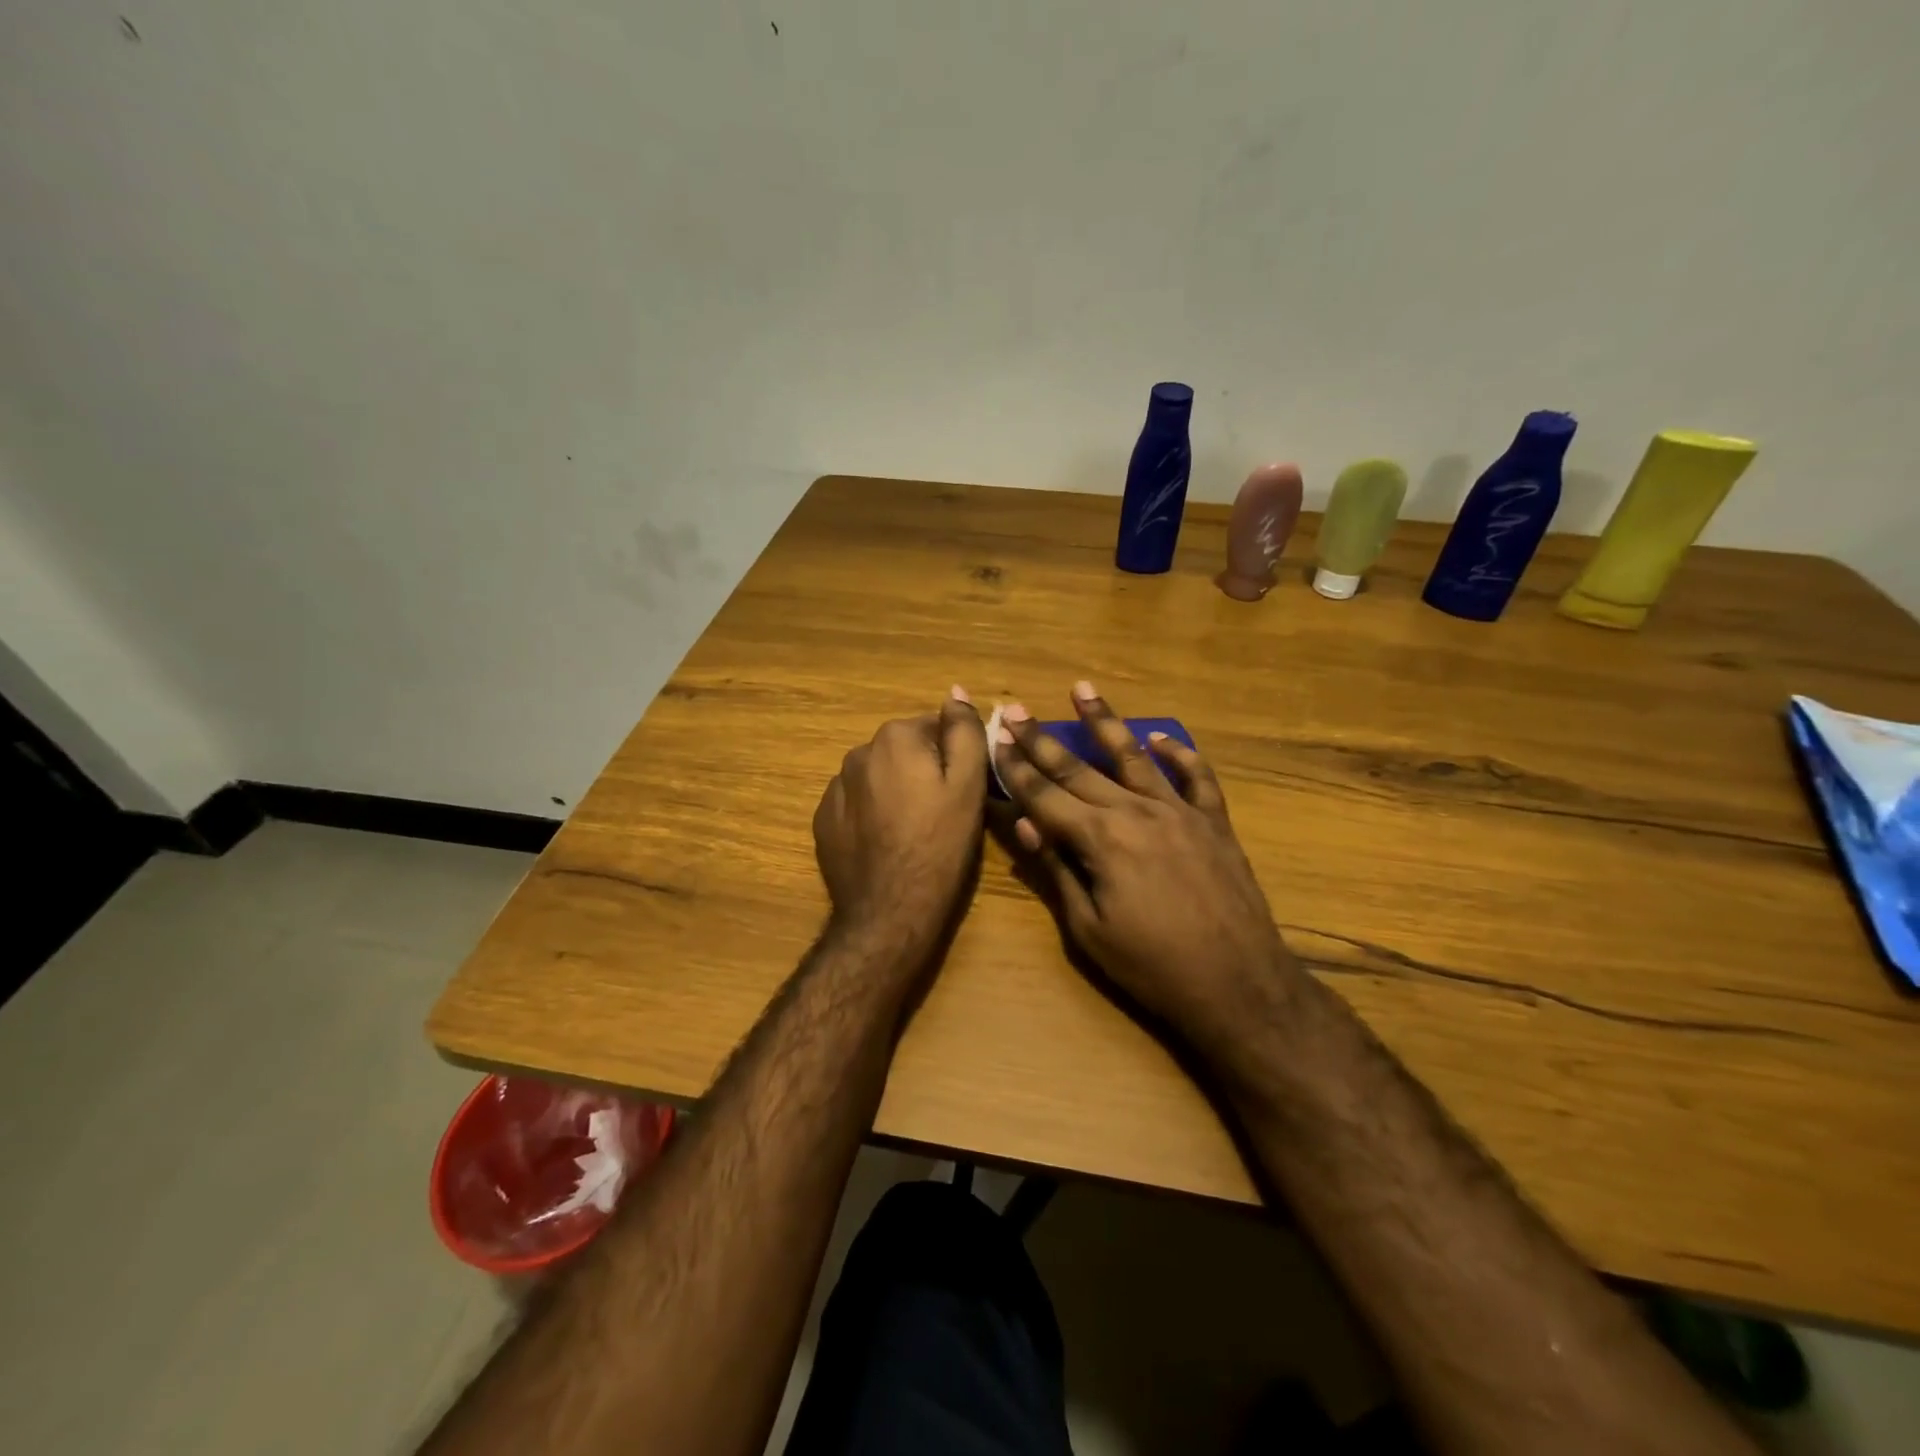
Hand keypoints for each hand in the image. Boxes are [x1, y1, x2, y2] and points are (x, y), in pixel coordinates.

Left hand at [813, 687, 988, 956]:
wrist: (889, 912)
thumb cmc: (939, 846)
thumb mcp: (968, 785)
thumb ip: (964, 731)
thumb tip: (956, 692)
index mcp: (895, 738)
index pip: (935, 728)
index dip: (955, 757)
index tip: (965, 790)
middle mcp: (858, 752)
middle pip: (905, 751)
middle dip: (923, 771)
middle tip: (943, 814)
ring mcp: (835, 788)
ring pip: (879, 777)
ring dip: (897, 791)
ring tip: (914, 832)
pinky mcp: (823, 821)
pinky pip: (857, 804)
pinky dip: (872, 814)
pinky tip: (886, 844)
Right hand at [992, 682, 1299, 1054]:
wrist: (1238, 984)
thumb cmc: (1153, 966)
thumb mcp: (1089, 930)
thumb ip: (1057, 871)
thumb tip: (1024, 825)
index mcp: (1101, 840)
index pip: (1045, 795)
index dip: (1016, 767)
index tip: (994, 737)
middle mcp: (1136, 812)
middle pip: (1079, 768)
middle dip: (1042, 739)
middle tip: (1016, 708)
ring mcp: (1180, 811)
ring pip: (1134, 757)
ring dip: (1105, 722)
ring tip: (1083, 689)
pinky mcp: (1213, 822)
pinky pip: (1196, 777)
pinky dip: (1179, 753)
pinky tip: (1160, 737)